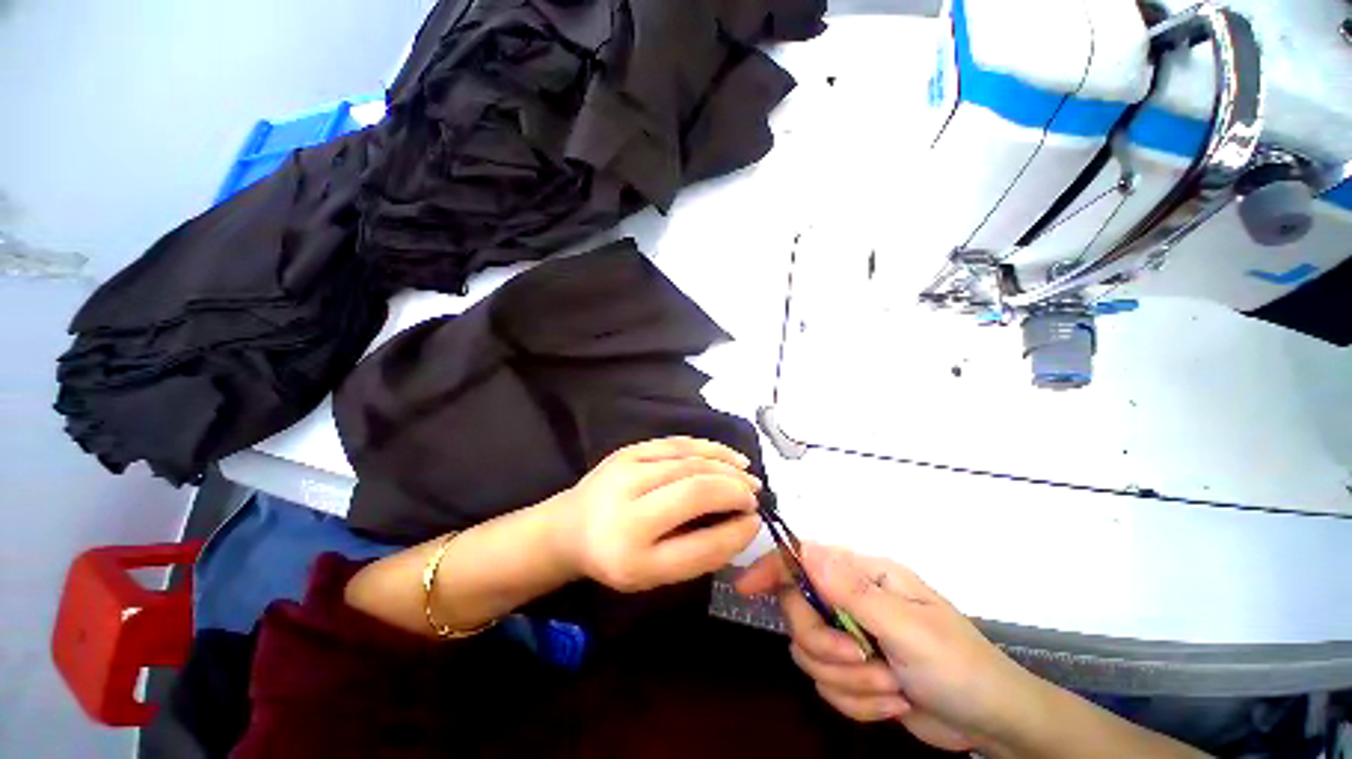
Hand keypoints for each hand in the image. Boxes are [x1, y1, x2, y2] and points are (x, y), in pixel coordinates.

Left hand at [551, 437, 762, 592]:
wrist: (570, 527)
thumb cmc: (616, 557)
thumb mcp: (655, 574)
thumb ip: (700, 551)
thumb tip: (743, 521)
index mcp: (632, 556)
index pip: (699, 544)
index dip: (736, 532)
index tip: (756, 522)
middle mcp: (627, 509)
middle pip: (695, 490)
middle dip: (735, 490)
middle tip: (755, 495)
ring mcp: (626, 471)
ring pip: (690, 461)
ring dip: (727, 466)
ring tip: (748, 474)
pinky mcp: (629, 450)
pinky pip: (677, 444)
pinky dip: (708, 448)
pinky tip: (726, 456)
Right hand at [737, 544, 1042, 753]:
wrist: (991, 721)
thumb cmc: (958, 664)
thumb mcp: (907, 627)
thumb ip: (851, 591)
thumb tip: (806, 549)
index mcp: (864, 576)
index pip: (804, 560)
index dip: (772, 569)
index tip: (745, 588)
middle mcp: (851, 601)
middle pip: (799, 615)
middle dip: (826, 646)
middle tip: (861, 660)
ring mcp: (851, 638)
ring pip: (811, 657)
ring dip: (850, 682)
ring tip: (891, 686)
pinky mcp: (855, 673)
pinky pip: (829, 688)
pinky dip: (859, 703)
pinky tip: (893, 701)